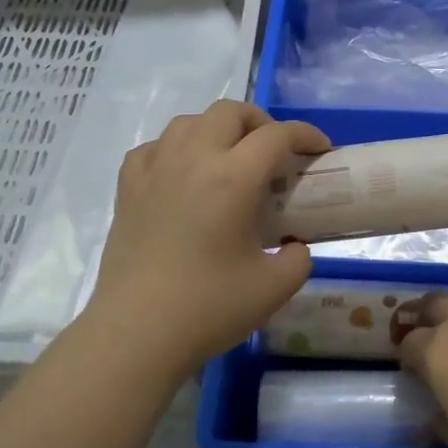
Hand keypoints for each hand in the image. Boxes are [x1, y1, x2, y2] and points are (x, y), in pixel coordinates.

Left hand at [82, 101, 331, 383]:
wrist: (137, 334)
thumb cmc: (209, 308)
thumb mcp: (275, 287)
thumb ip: (298, 258)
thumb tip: (294, 246)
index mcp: (233, 178)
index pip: (277, 136)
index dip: (306, 135)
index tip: (320, 150)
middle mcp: (192, 160)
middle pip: (230, 112)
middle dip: (261, 122)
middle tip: (275, 153)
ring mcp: (155, 171)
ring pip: (189, 122)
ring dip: (217, 130)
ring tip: (230, 159)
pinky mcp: (127, 189)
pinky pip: (154, 147)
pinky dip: (176, 149)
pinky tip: (184, 174)